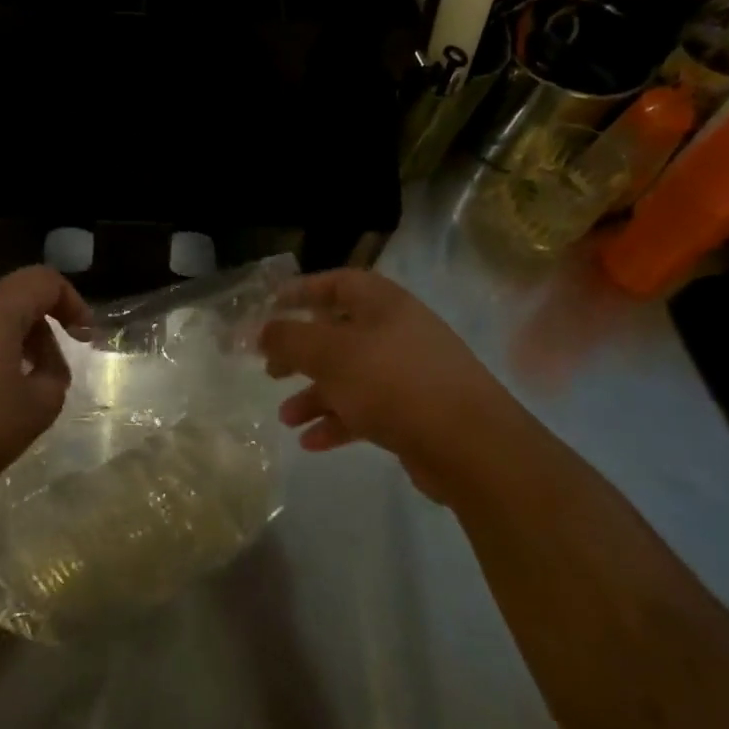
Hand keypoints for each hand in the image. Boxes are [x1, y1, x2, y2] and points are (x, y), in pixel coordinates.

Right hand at [259, 270, 527, 500]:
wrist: (471, 445)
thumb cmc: (393, 382)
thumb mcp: (330, 354)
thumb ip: (288, 339)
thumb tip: (258, 330)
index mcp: (382, 303)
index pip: (337, 282)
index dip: (301, 291)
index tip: (269, 308)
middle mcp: (397, 331)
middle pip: (338, 332)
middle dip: (300, 352)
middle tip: (270, 370)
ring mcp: (409, 372)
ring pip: (350, 375)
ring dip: (314, 394)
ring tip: (285, 418)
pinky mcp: (415, 411)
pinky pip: (366, 408)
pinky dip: (338, 421)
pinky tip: (312, 443)